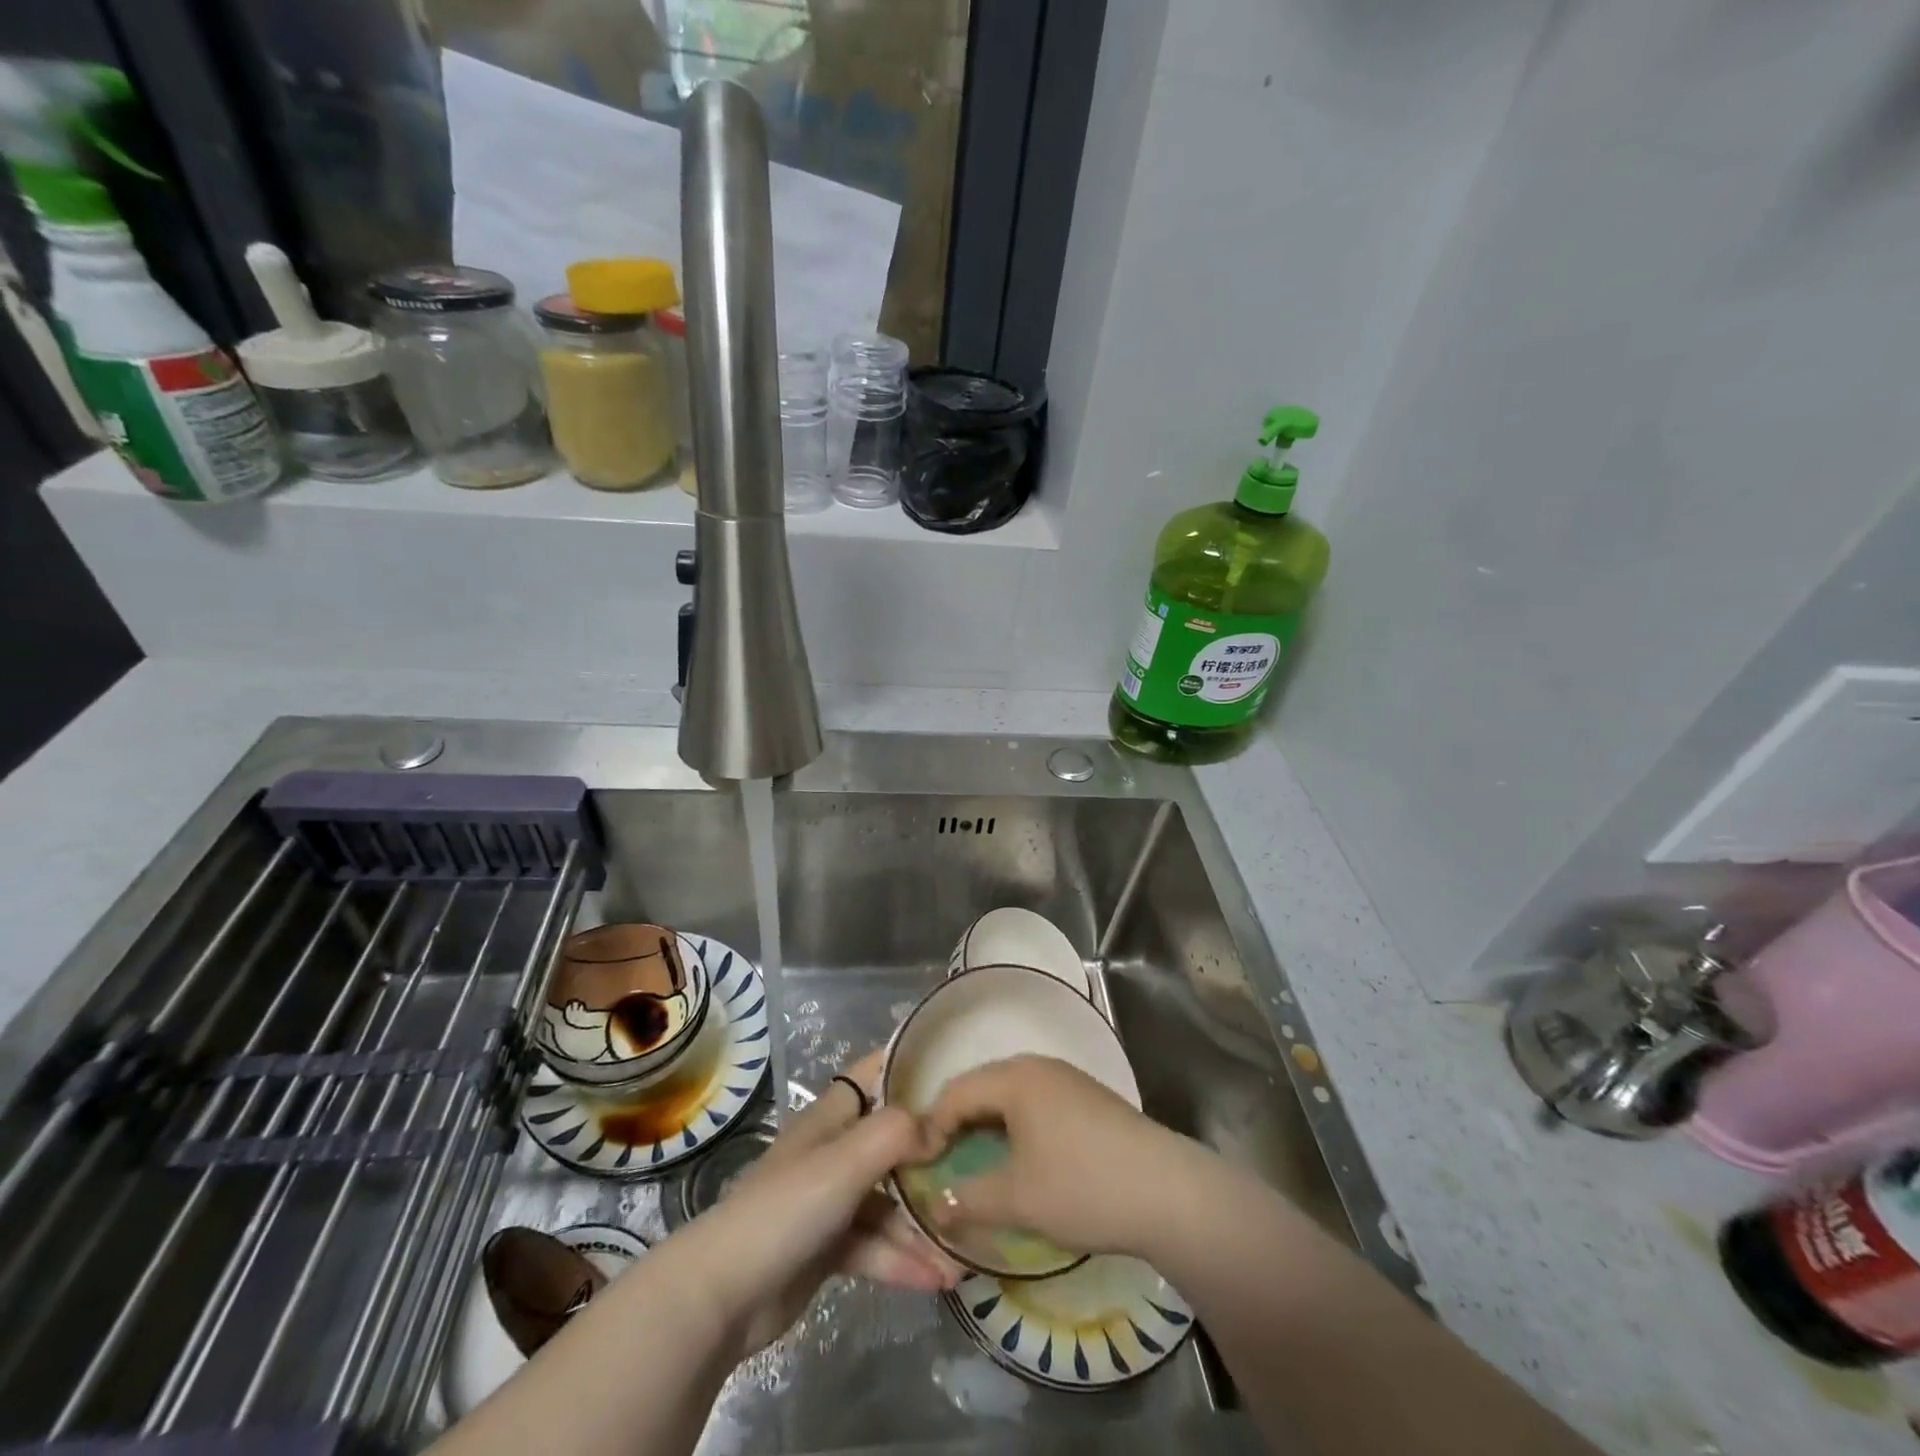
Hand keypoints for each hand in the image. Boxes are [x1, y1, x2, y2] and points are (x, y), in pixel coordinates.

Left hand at [696, 1050, 961, 1356]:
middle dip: (931, 1155)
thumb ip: (895, 1133)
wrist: (722, 1296)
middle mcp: (833, 1151)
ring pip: (888, 1201)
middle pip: (891, 1141)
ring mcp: (830, 1201)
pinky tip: (938, 1279)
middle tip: (980, 1164)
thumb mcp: (844, 1161)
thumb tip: (937, 1128)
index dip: (913, 1066)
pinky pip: (875, 1245)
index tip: (959, 1071)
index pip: (876, 1074)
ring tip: (963, 1249)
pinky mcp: (828, 1247)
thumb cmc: (786, 1209)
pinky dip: (903, 1259)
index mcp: (832, 1117)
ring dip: (922, 1223)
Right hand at [921, 1054, 1200, 1258]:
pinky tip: (1020, 1155)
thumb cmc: (1083, 1187)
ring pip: (1011, 1092)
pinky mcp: (1088, 1097)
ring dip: (988, 1122)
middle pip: (983, 1084)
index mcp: (1015, 1078)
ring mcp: (1068, 1078)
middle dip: (957, 1120)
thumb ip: (969, 1199)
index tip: (918, 1164)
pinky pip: (1036, 1100)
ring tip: (975, 1158)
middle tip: (941, 1159)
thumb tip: (936, 1206)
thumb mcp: (1018, 1199)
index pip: (956, 1091)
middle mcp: (1038, 1066)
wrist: (1167, 1191)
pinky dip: (1015, 1123)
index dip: (931, 1125)